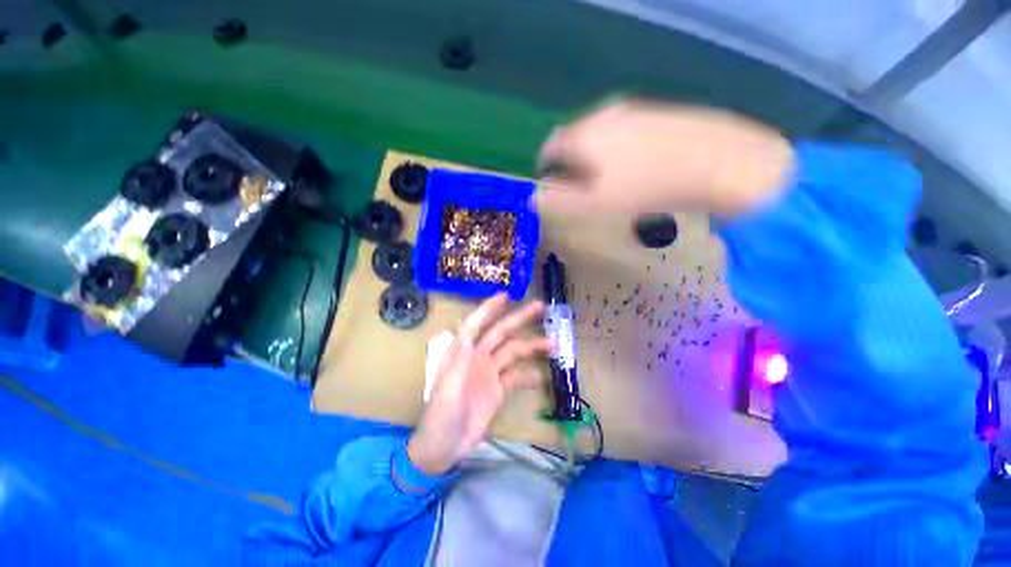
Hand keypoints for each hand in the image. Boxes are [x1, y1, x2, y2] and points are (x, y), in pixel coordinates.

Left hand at [408, 294, 550, 475]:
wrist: (444, 446)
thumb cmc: (440, 414)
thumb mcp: (447, 384)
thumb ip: (459, 359)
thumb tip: (469, 333)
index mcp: (463, 352)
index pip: (476, 324)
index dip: (489, 308)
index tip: (506, 295)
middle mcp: (478, 357)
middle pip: (500, 332)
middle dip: (518, 319)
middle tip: (540, 307)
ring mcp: (489, 373)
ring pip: (513, 352)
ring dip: (531, 347)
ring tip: (552, 344)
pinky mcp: (497, 390)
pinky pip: (516, 377)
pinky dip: (528, 375)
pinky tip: (541, 376)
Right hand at [535, 99, 793, 216]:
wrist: (719, 164)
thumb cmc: (645, 188)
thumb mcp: (594, 203)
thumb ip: (559, 201)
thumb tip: (535, 198)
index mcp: (584, 134)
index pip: (550, 148)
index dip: (545, 167)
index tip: (550, 183)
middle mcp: (604, 114)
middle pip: (575, 139)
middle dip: (571, 163)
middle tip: (580, 187)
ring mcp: (634, 109)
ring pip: (600, 134)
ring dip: (595, 156)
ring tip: (608, 180)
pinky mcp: (657, 113)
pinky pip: (624, 131)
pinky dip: (619, 149)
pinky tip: (636, 167)